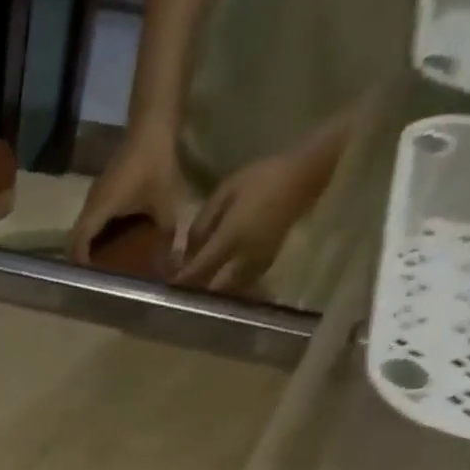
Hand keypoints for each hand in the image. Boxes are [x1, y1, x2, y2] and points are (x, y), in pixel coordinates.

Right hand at [65, 125, 190, 265]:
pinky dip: (97, 233)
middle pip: (75, 240)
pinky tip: (114, 240)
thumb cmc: (156, 166)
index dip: (81, 267)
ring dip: (89, 246)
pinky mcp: (101, 190)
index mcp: (98, 212)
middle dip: (83, 260)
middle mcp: (90, 206)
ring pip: (82, 230)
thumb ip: (167, 237)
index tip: (92, 281)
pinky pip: (91, 219)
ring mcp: (94, 197)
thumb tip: (172, 265)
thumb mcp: (166, 206)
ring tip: (106, 262)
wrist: (152, 126)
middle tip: (99, 276)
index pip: (77, 246)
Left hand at [174, 150, 321, 292]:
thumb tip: (185, 251)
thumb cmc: (262, 177)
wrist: (305, 175)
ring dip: (208, 294)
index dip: (180, 280)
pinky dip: (224, 289)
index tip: (165, 286)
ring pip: (225, 292)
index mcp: (231, 237)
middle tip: (179, 292)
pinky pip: (239, 286)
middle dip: (193, 293)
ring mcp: (257, 265)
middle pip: (210, 289)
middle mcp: (243, 258)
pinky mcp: (265, 266)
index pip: (198, 270)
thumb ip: (202, 223)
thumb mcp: (225, 192)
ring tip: (194, 291)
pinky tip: (215, 284)